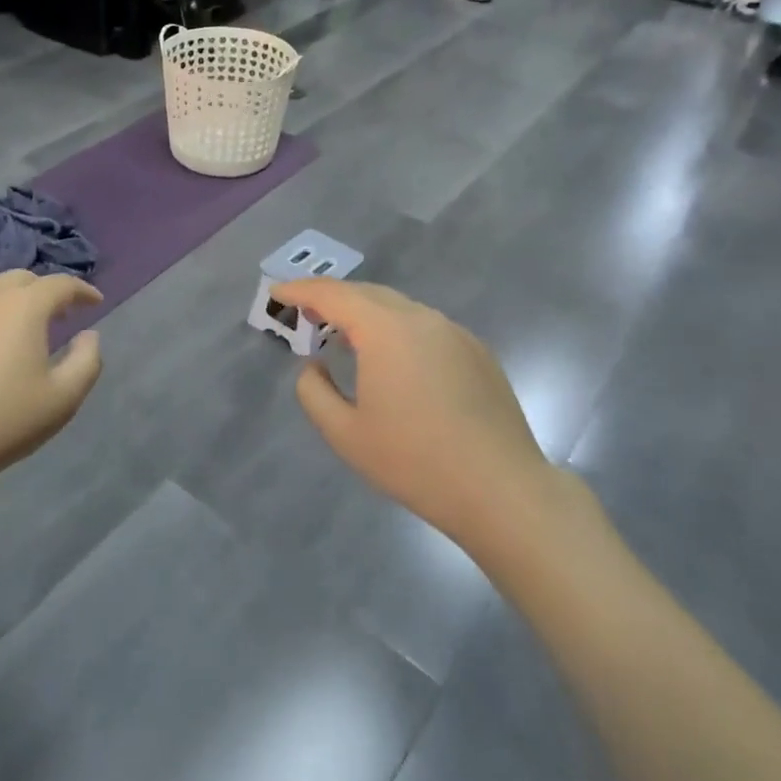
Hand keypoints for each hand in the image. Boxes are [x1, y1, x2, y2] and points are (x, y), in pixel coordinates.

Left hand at [0, 270, 102, 495]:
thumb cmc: (1, 421)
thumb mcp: (63, 399)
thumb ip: (87, 361)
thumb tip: (88, 335)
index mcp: (24, 308)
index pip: (60, 284)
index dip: (82, 290)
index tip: (95, 302)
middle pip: (21, 279)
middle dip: (45, 291)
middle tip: (59, 314)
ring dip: (12, 306)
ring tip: (22, 335)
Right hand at [274, 279, 562, 562]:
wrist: (502, 491)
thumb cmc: (415, 462)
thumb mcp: (345, 433)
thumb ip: (313, 391)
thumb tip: (314, 365)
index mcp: (386, 330)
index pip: (333, 295)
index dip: (301, 290)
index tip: (277, 291)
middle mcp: (421, 318)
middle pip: (367, 293)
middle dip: (332, 297)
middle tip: (306, 313)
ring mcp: (454, 332)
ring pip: (398, 308)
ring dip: (365, 313)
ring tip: (344, 335)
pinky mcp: (476, 352)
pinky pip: (424, 326)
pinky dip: (396, 329)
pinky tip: (392, 358)